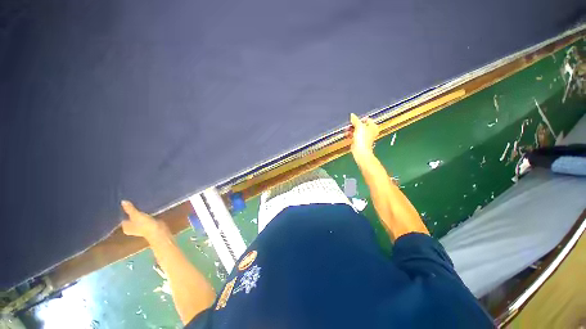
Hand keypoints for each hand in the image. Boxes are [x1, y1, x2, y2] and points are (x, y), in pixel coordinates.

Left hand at [121, 200, 167, 239]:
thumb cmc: (145, 224)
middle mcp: (131, 228)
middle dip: (131, 212)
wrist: (158, 230)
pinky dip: (144, 214)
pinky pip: (143, 218)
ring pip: (137, 218)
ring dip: (138, 213)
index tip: (125, 203)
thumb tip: (122, 201)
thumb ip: (130, 209)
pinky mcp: (147, 225)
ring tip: (139, 204)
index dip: (123, 211)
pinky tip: (146, 209)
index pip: (122, 218)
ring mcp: (139, 227)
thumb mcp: (136, 215)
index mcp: (125, 227)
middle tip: (132, 202)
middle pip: (129, 218)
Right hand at [348, 113, 379, 159]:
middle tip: (348, 125)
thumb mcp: (359, 126)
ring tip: (346, 130)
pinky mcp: (358, 141)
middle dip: (353, 125)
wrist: (360, 150)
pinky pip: (353, 136)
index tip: (354, 120)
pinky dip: (350, 134)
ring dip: (350, 129)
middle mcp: (370, 131)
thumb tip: (352, 114)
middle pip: (360, 125)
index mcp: (373, 127)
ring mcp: (364, 137)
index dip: (360, 119)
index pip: (367, 119)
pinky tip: (346, 134)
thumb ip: (355, 120)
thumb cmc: (362, 137)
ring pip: (356, 130)